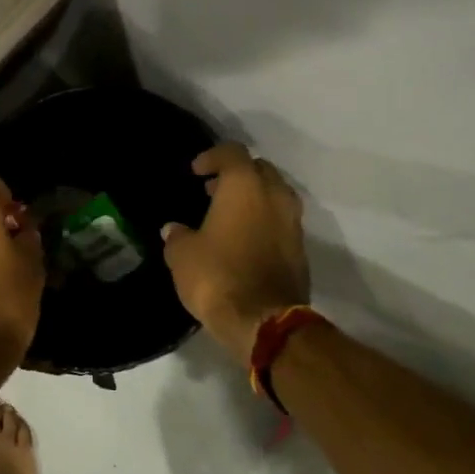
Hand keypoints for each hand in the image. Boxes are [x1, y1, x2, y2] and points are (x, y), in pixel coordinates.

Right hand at [162, 143, 309, 365]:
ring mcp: (293, 222)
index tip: (196, 171)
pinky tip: (243, 240)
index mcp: (245, 186)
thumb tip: (174, 229)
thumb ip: (177, 236)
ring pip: (274, 195)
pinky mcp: (300, 249)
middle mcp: (275, 196)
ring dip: (253, 199)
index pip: (232, 153)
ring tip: (228, 215)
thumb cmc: (217, 277)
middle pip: (260, 170)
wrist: (263, 320)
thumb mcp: (182, 255)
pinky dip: (263, 222)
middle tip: (213, 190)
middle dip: (237, 175)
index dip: (212, 157)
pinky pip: (281, 222)